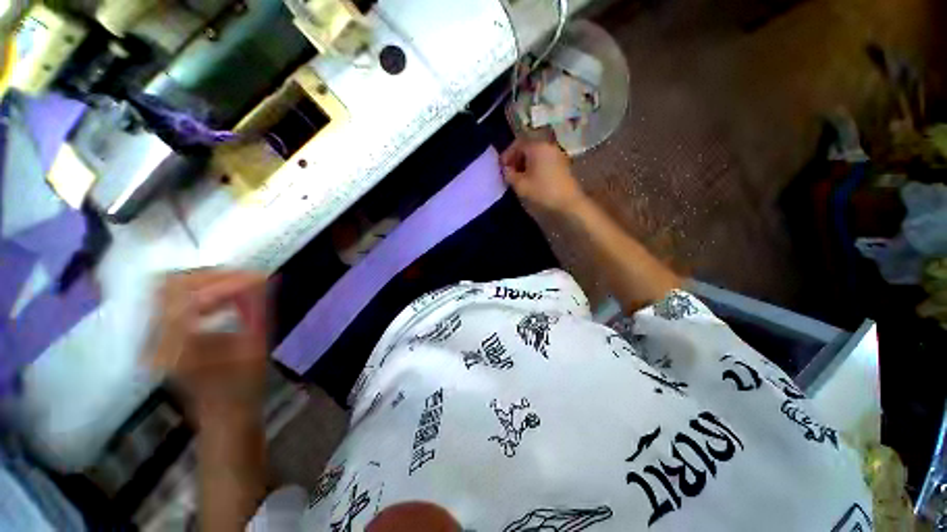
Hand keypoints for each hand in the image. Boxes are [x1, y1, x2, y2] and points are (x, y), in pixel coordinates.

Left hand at [148, 270, 268, 419]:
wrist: (222, 413)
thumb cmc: (243, 386)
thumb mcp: (255, 347)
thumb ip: (255, 310)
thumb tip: (260, 278)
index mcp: (180, 346)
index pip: (192, 295)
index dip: (227, 281)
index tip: (259, 278)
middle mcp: (156, 338)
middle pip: (170, 284)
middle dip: (211, 275)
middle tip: (244, 278)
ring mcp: (152, 337)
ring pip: (166, 288)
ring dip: (202, 280)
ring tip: (234, 285)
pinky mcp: (157, 335)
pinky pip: (170, 299)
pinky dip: (196, 290)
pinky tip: (221, 297)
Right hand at [501, 139, 586, 213]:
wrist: (568, 203)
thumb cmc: (542, 192)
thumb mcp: (520, 185)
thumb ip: (509, 175)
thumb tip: (506, 169)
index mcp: (537, 147)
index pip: (518, 143)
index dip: (507, 154)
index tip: (501, 167)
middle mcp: (548, 146)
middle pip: (528, 147)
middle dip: (516, 158)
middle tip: (509, 173)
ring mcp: (557, 155)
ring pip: (536, 155)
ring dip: (525, 164)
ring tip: (519, 178)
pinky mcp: (562, 165)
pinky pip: (544, 161)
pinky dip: (535, 167)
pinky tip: (532, 180)